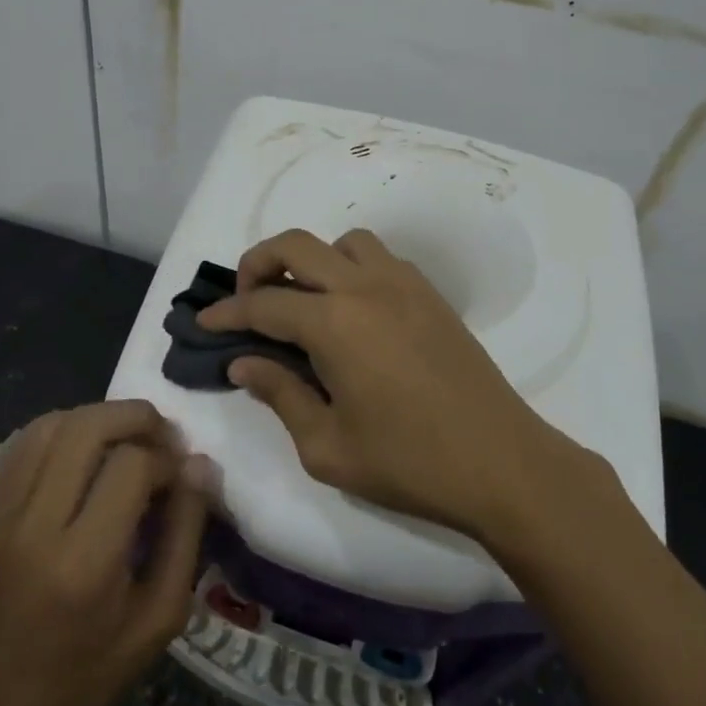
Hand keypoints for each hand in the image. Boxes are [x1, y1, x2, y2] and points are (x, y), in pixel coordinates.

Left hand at [0, 402, 209, 705]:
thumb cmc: (92, 674)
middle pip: (87, 428)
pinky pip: (25, 443)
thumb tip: (200, 464)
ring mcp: (6, 514)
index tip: (183, 477)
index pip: (131, 467)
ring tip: (129, 438)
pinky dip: (62, 428)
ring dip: (99, 417)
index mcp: (85, 562)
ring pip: (52, 424)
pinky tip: (88, 447)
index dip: (168, 459)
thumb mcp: (161, 617)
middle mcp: (38, 526)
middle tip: (164, 437)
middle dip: (136, 417)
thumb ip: (185, 533)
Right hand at [198, 228, 563, 535]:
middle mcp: (364, 287)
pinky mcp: (430, 294)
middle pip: (296, 245)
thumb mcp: (326, 447)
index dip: (226, 312)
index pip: (262, 303)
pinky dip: (351, 268)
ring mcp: (403, 284)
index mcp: (334, 323)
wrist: (502, 463)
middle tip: (246, 300)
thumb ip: (279, 395)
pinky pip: (380, 258)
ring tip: (304, 301)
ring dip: (313, 260)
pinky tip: (352, 311)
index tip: (204, 323)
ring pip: (343, 242)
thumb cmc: (408, 463)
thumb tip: (244, 362)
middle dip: (258, 263)